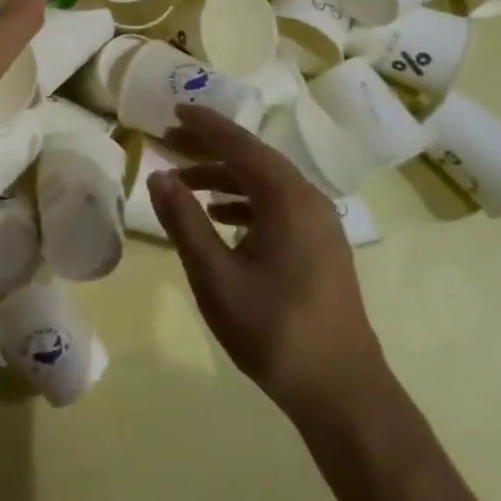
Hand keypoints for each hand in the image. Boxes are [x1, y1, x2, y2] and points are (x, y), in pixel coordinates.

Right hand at [148, 106, 382, 413]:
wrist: (342, 390)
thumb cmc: (274, 330)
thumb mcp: (216, 276)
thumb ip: (184, 222)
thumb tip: (159, 176)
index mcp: (288, 200)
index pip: (240, 145)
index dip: (205, 125)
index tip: (174, 110)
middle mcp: (309, 201)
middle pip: (254, 159)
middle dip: (210, 147)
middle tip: (169, 139)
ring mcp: (319, 224)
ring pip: (265, 183)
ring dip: (224, 176)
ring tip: (184, 181)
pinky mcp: (320, 246)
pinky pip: (277, 205)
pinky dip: (244, 201)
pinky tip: (219, 215)